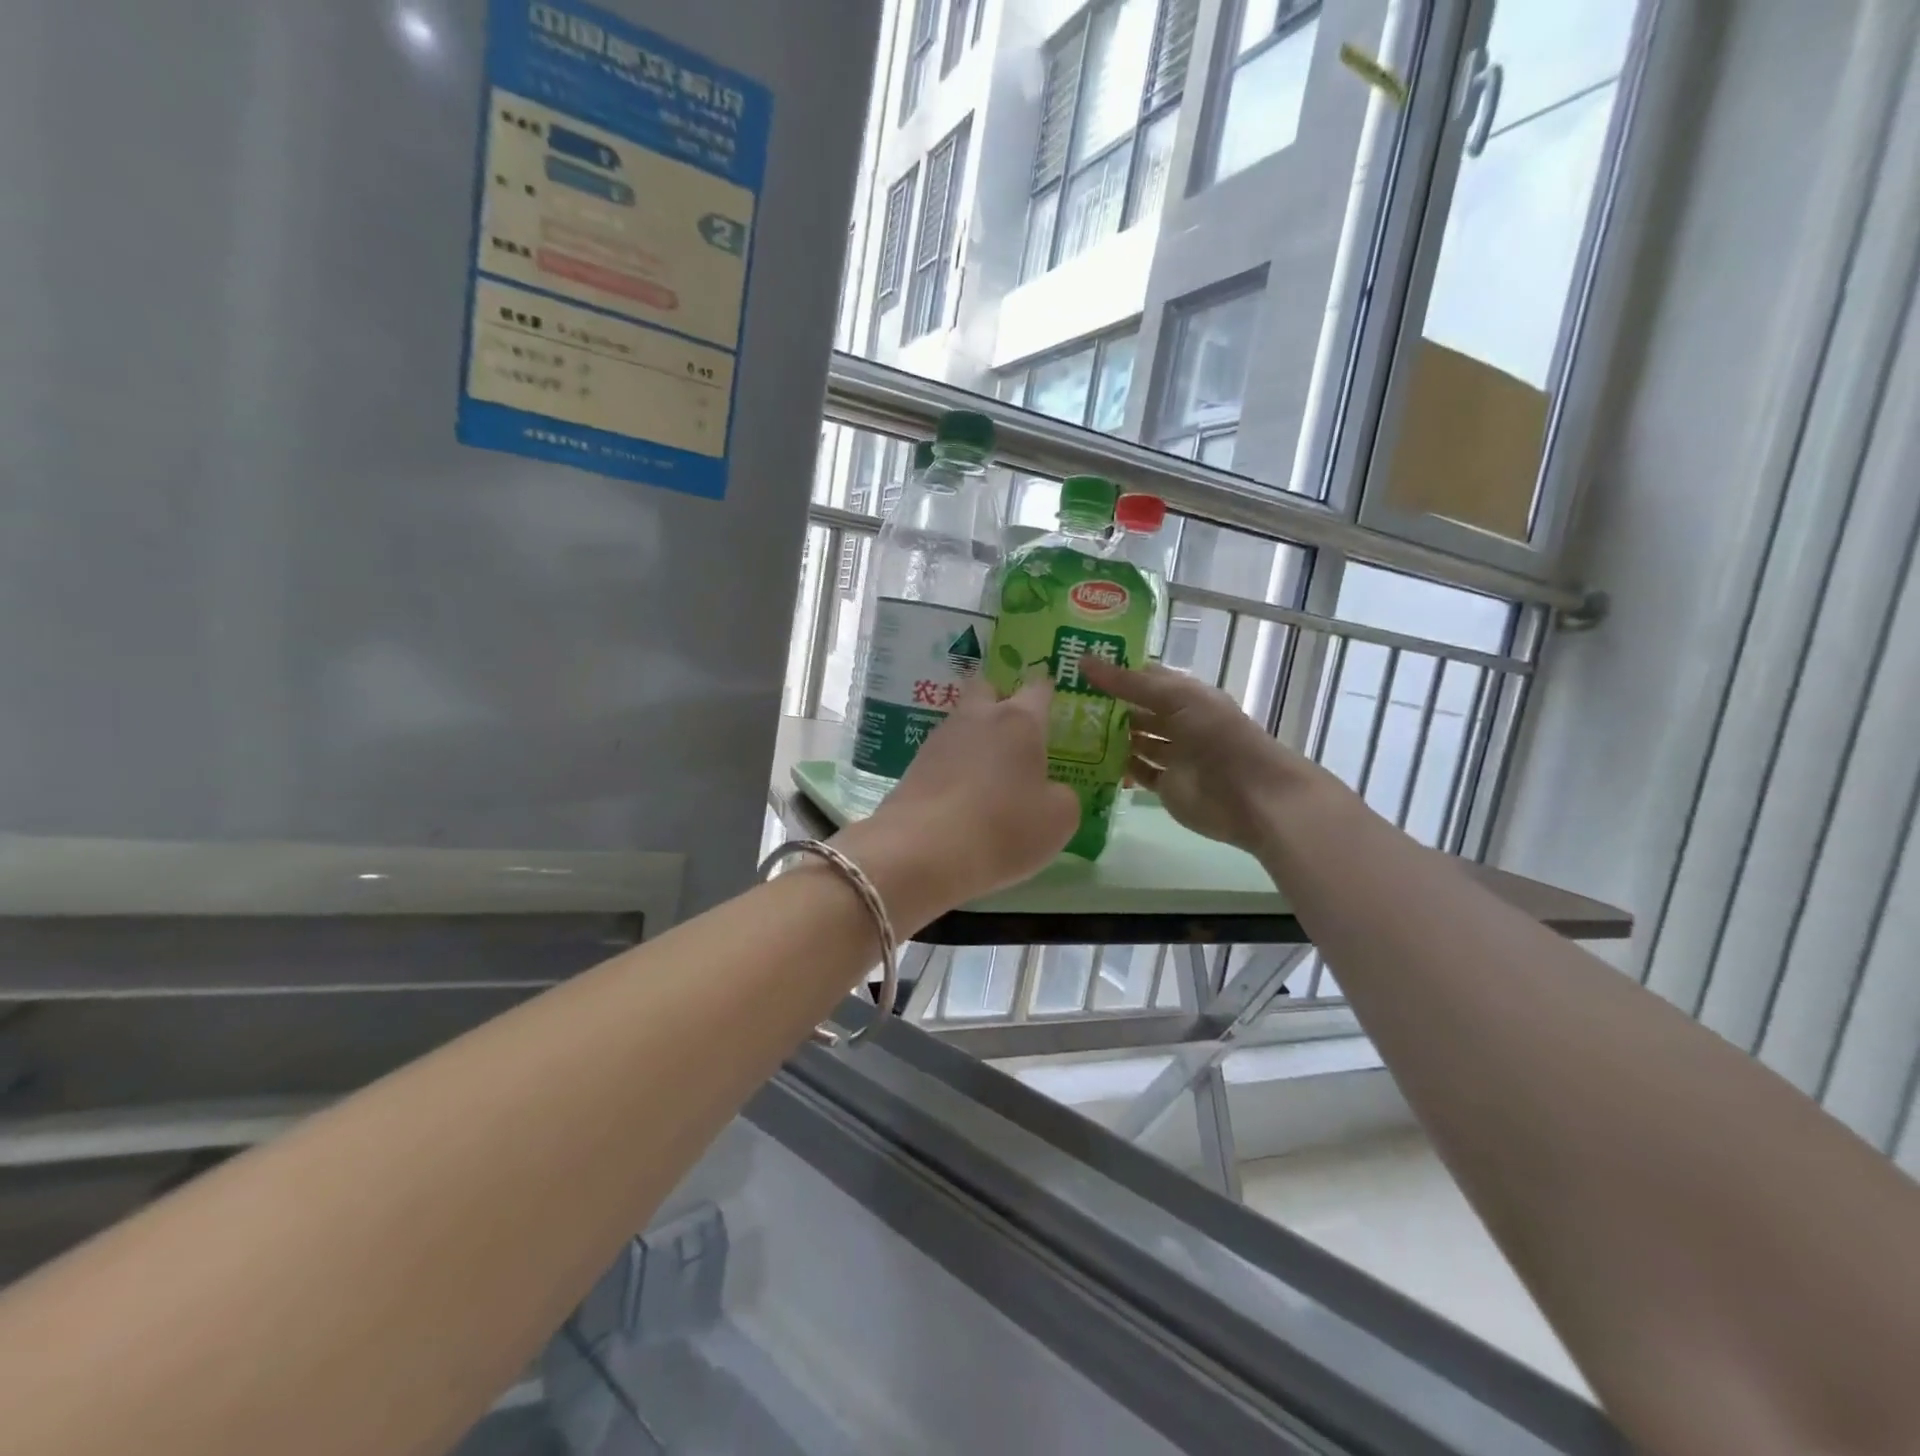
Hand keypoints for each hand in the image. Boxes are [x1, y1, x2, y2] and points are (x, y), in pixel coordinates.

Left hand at [835, 676, 1078, 929]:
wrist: (921, 852)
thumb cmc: (1002, 828)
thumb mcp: (1058, 820)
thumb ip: (1062, 795)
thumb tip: (1049, 789)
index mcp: (1019, 720)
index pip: (1038, 688)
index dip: (1049, 694)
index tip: (1054, 707)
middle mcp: (977, 718)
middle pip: (987, 688)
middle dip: (1001, 699)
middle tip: (1017, 732)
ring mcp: (939, 739)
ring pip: (961, 722)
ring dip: (976, 737)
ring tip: (990, 771)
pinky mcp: (913, 766)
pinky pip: (942, 755)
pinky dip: (955, 766)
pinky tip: (963, 794)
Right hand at [1083, 659, 1320, 855]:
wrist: (1250, 795)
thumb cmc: (1217, 736)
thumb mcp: (1176, 698)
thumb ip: (1130, 683)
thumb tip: (1083, 660)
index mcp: (1185, 695)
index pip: (1145, 677)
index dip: (1115, 670)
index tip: (1076, 665)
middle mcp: (1178, 722)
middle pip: (1136, 710)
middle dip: (1106, 705)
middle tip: (1060, 700)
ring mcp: (1171, 755)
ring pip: (1134, 741)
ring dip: (1107, 736)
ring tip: (1066, 729)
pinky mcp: (1164, 786)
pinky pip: (1135, 772)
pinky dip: (1115, 768)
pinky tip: (1086, 760)